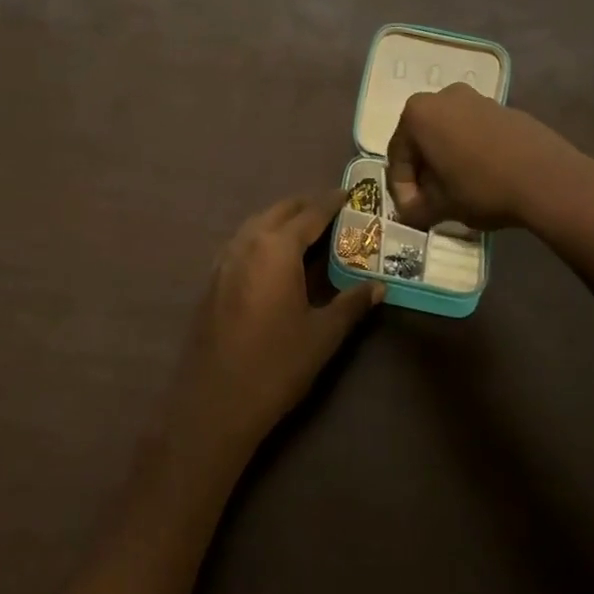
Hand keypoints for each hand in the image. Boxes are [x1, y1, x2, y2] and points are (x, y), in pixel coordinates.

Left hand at [166, 190, 383, 460]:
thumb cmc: (277, 364)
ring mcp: (224, 259)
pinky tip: (275, 255)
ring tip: (307, 228)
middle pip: (279, 211)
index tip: (349, 192)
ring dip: (282, 218)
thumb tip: (380, 286)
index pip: (309, 214)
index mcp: (276, 248)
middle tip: (332, 208)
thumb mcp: (323, 335)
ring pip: (257, 223)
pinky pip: (242, 241)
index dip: (331, 202)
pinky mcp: (213, 278)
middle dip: (305, 205)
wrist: (215, 400)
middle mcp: (247, 243)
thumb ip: (352, 303)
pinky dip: (263, 235)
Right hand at [385, 82, 593, 230]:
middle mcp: (443, 97)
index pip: (398, 155)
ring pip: (449, 133)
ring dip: (447, 161)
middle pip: (422, 139)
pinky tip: (484, 178)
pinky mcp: (505, 109)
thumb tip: (410, 213)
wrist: (549, 179)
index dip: (402, 189)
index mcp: (418, 114)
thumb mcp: (441, 206)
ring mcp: (477, 99)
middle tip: (430, 201)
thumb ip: (417, 209)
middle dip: (423, 171)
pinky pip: (475, 131)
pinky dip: (471, 152)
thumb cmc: (482, 187)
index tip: (412, 212)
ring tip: (457, 192)